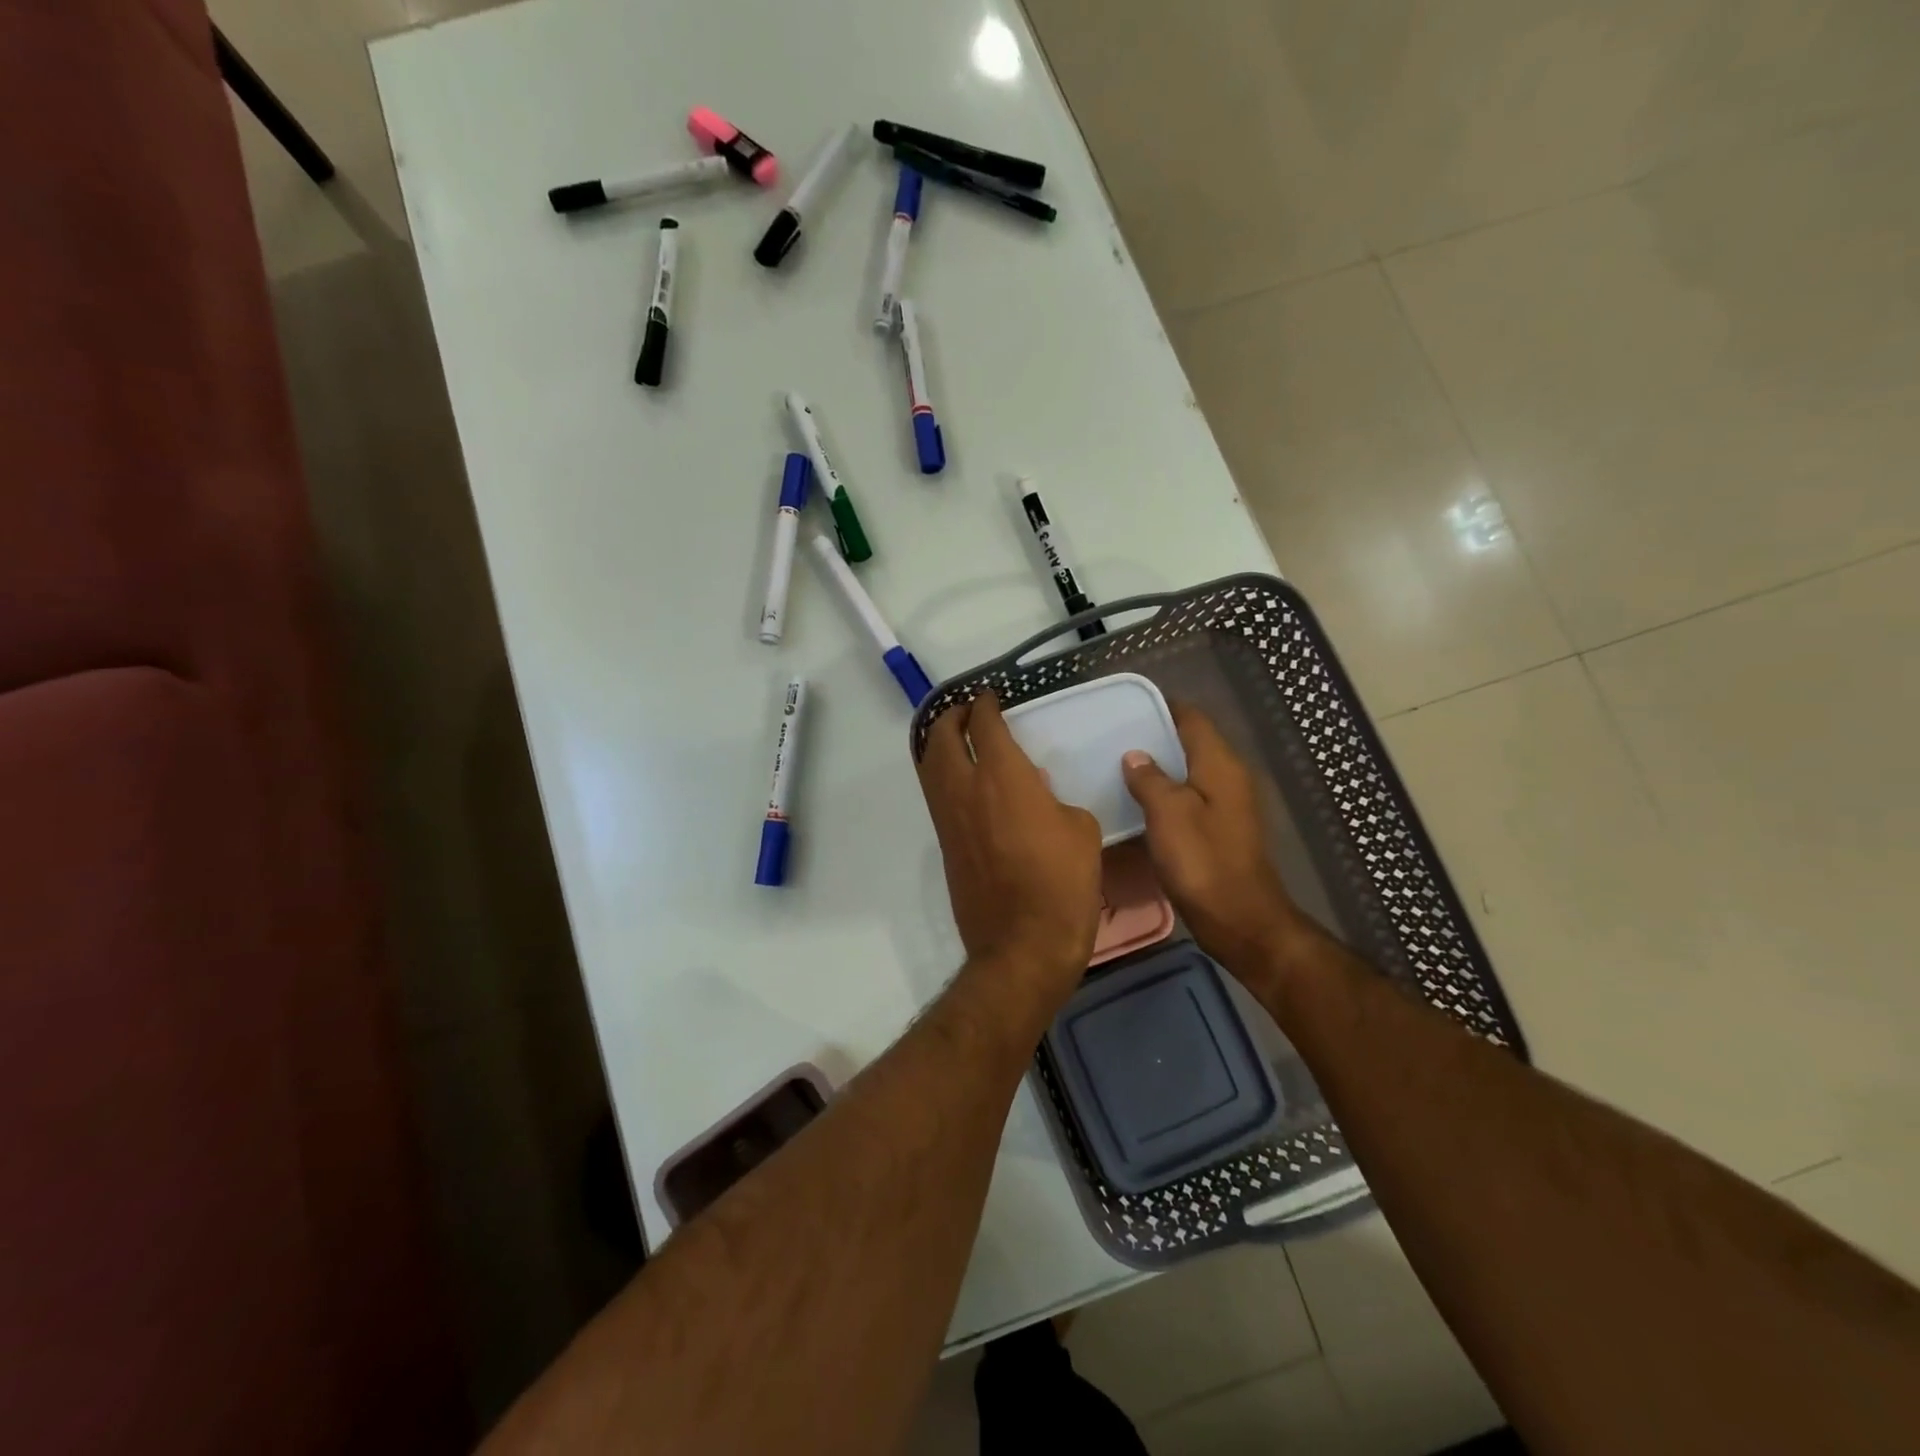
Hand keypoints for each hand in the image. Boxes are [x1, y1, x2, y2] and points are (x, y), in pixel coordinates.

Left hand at [917, 692, 1103, 1015]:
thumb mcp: (1079, 829)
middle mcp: (965, 789)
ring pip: (930, 766)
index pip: (985, 725)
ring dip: (939, 744)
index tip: (990, 697)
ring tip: (955, 739)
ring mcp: (948, 818)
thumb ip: (1052, 799)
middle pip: (942, 737)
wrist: (1022, 943)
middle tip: (965, 711)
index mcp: (1002, 776)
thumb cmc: (1062, 883)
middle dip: (951, 717)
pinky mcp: (944, 845)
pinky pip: (936, 795)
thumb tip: (1031, 791)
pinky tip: (961, 781)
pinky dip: (941, 775)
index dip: (985, 705)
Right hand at [1121, 704, 1301, 982]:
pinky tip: (1138, 805)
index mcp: (1220, 765)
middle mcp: (1229, 778)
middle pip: (1191, 743)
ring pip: (1189, 773)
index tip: (1127, 708)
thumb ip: (1150, 779)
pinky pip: (1189, 799)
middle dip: (1156, 738)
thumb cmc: (1203, 862)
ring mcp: (1227, 805)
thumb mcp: (1169, 814)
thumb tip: (1135, 755)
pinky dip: (1165, 795)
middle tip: (1113, 738)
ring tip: (1118, 768)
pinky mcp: (1220, 830)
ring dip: (1159, 769)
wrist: (1239, 920)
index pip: (1192, 719)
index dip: (1162, 707)